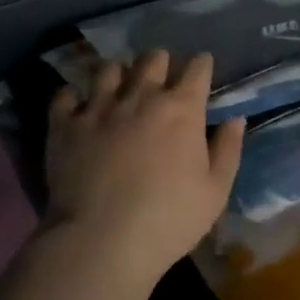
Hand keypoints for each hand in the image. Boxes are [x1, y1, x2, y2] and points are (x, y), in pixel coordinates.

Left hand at [45, 51, 245, 284]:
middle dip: (161, 63)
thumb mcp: (215, 192)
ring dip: (119, 73)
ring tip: (120, 88)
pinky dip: (74, 97)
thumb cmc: (168, 220)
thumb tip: (235, 119)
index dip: (201, 65)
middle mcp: (140, 96)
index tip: (202, 70)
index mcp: (181, 109)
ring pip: (109, 68)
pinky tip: (79, 108)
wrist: (101, 241)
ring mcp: (98, 107)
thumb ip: (227, 150)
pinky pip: (66, 95)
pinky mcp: (64, 125)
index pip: (196, 68)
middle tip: (161, 80)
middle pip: (152, 58)